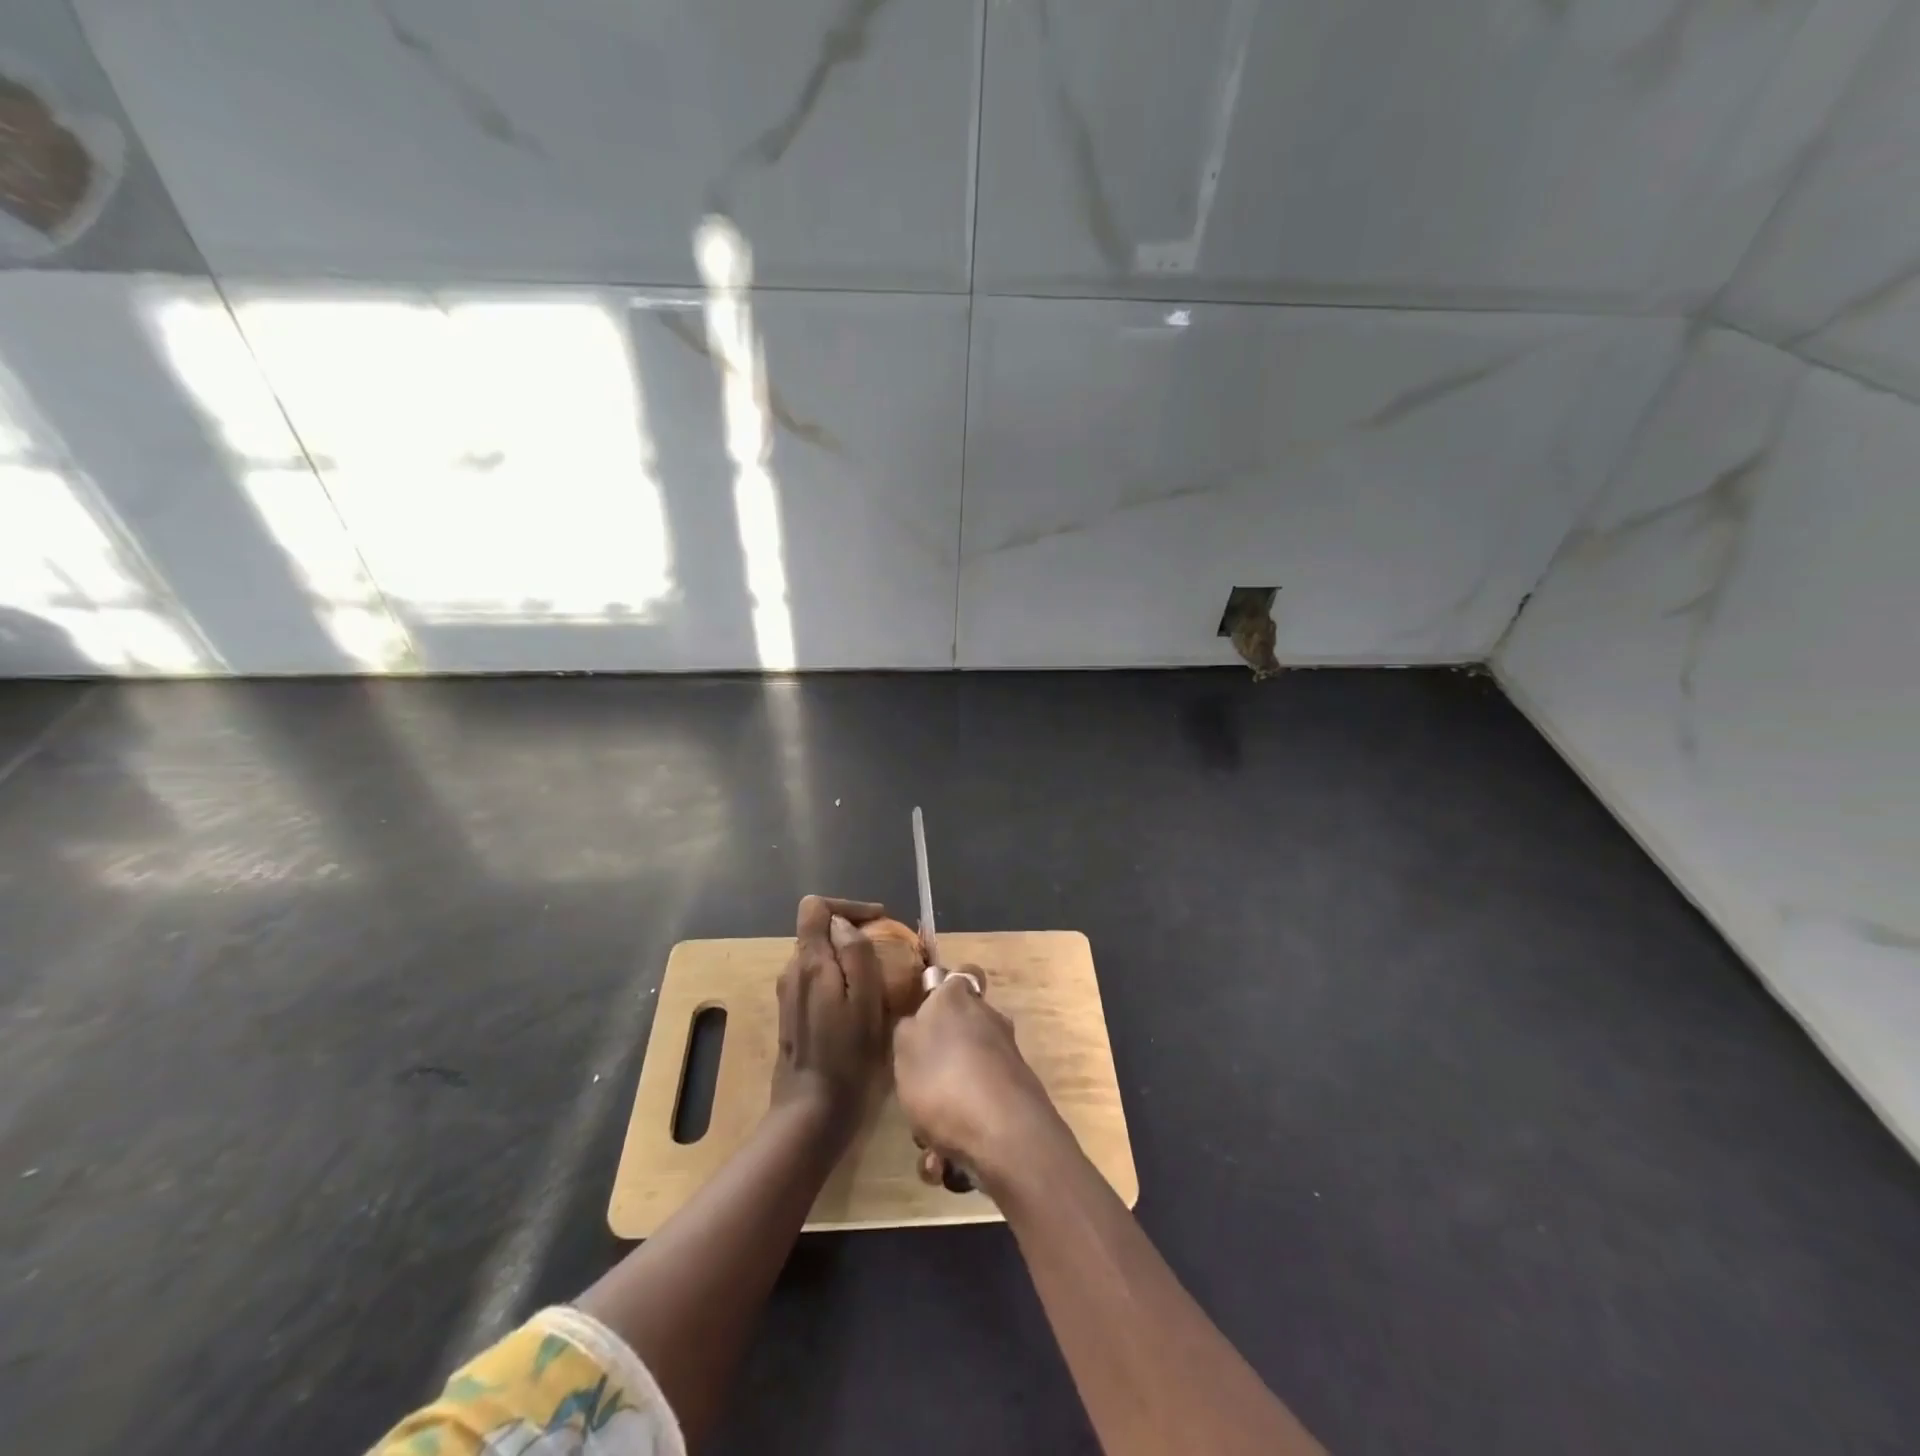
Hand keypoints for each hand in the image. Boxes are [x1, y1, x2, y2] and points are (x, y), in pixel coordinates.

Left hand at [771, 896, 889, 1135]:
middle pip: (818, 930)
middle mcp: (792, 971)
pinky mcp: (792, 1015)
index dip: (849, 907)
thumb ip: (855, 953)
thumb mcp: (865, 1000)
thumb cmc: (847, 1056)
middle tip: (887, 950)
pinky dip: (839, 977)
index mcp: (809, 962)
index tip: (880, 921)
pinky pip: (817, 979)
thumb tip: (843, 923)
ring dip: (847, 956)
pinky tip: (860, 1001)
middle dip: (852, 932)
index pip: (815, 906)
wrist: (812, 1113)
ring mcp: (789, 994)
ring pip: (819, 955)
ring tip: (879, 975)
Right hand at [892, 969, 1065, 1186]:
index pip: (961, 975)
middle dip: (935, 1068)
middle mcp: (989, 1022)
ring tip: (927, 1147)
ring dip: (942, 1114)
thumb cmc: (944, 1079)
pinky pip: (977, 1115)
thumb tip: (920, 1022)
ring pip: (963, 1082)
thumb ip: (909, 1030)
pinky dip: (959, 1139)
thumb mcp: (904, 1048)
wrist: (1005, 1136)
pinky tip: (945, 1166)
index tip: (925, 1012)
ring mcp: (1006, 1061)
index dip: (944, 989)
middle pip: (960, 1034)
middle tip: (914, 1094)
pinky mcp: (1016, 1100)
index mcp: (961, 999)